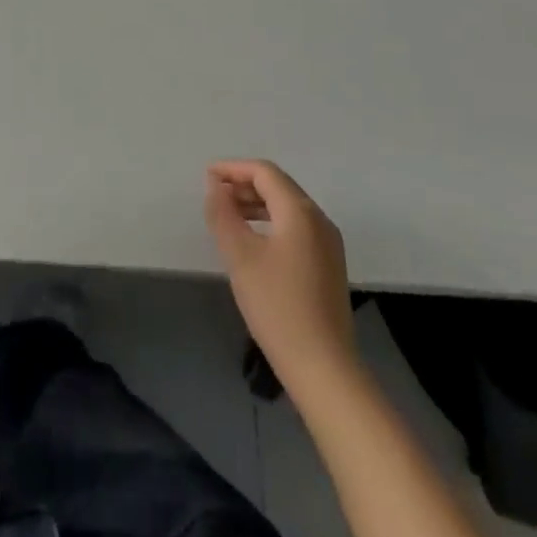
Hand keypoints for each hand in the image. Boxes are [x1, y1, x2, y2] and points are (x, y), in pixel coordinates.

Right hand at [205, 160, 355, 388]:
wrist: (323, 367)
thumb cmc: (277, 306)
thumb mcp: (240, 256)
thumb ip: (223, 214)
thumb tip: (215, 186)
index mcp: (300, 211)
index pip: (265, 172)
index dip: (233, 169)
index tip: (207, 176)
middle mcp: (319, 220)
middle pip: (279, 186)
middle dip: (244, 185)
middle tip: (215, 196)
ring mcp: (328, 244)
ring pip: (288, 208)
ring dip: (257, 204)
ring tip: (229, 217)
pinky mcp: (329, 266)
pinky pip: (296, 228)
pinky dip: (271, 223)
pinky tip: (254, 242)